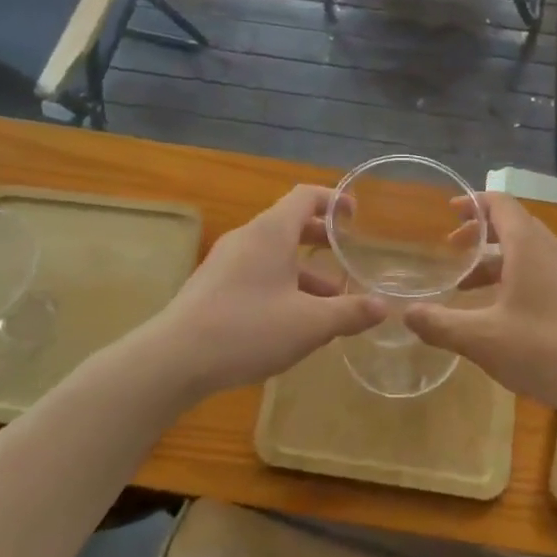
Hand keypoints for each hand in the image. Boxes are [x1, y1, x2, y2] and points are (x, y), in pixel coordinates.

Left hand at [147, 185, 384, 398]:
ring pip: (273, 253)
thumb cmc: (248, 329)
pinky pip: (256, 272)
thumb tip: (384, 307)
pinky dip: (281, 283)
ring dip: (303, 269)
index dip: (334, 200)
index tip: (356, 217)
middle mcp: (247, 237)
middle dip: (322, 239)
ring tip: (329, 302)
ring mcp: (225, 261)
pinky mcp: (212, 286)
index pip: (306, 196)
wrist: (173, 359)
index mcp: (271, 232)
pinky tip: (292, 320)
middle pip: (290, 224)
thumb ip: (349, 312)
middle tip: (348, 257)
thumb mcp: (310, 324)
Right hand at [405, 193, 556, 416]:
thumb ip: (440, 324)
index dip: (472, 203)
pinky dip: (515, 278)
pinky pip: (542, 273)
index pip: (500, 204)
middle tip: (451, 249)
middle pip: (513, 225)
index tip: (448, 212)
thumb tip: (407, 314)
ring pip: (528, 252)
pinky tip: (501, 313)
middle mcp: (552, 250)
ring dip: (495, 261)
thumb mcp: (482, 338)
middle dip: (479, 233)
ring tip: (466, 286)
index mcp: (528, 245)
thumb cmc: (544, 349)